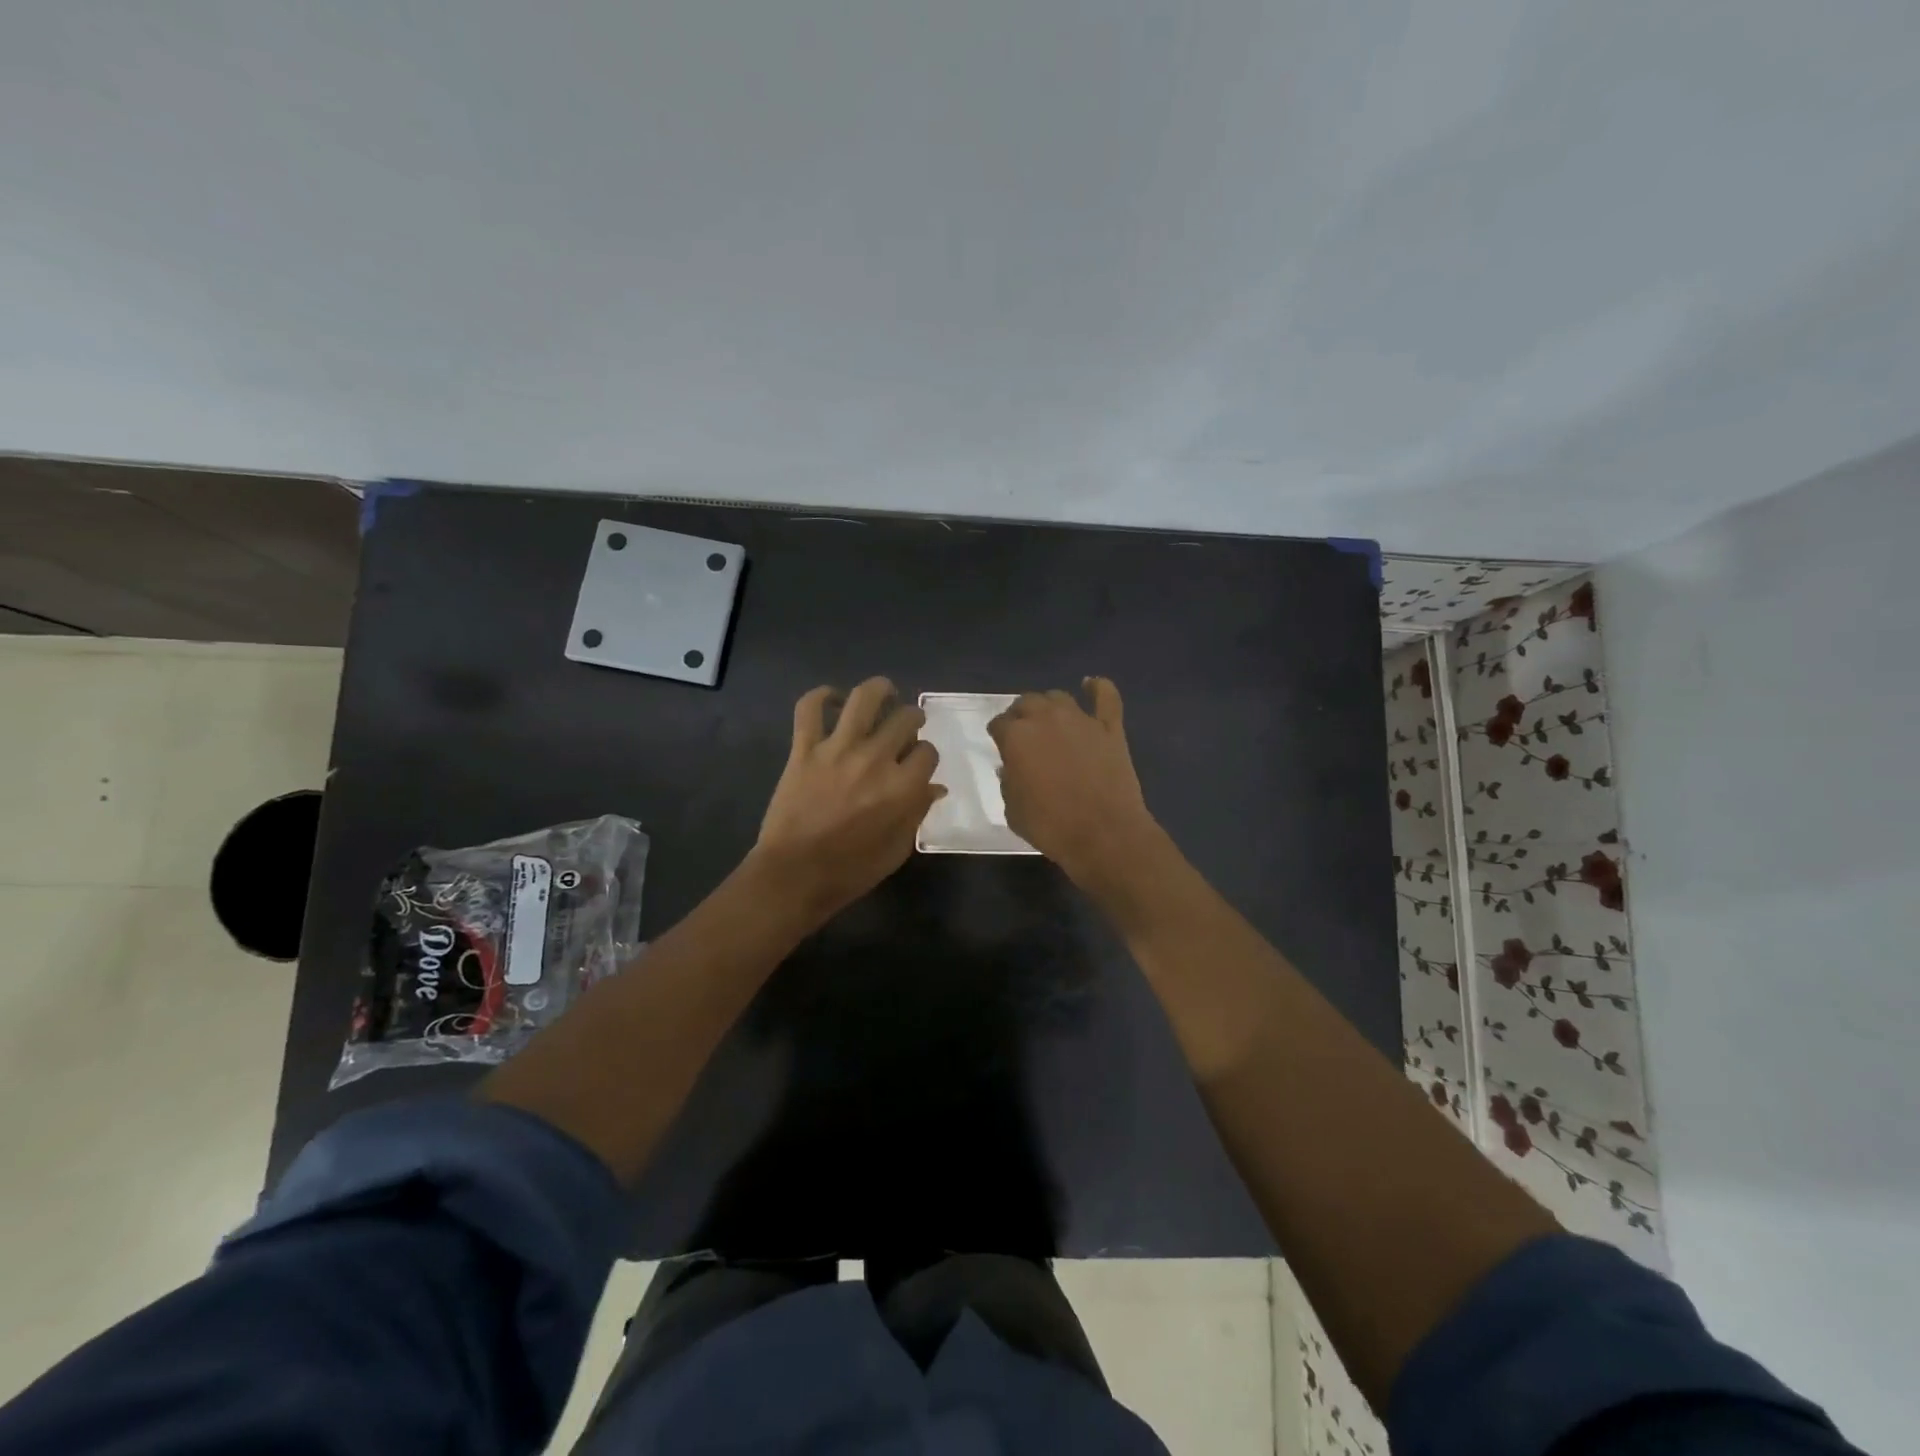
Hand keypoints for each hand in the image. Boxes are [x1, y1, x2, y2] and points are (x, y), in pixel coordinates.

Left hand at [751, 677, 944, 920]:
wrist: (794, 875)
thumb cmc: (851, 870)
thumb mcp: (897, 849)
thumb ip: (917, 812)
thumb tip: (934, 788)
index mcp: (902, 787)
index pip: (928, 752)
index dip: (926, 756)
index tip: (919, 763)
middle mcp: (875, 759)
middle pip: (904, 719)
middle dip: (912, 719)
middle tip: (907, 726)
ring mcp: (837, 749)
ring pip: (864, 699)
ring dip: (880, 689)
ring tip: (885, 692)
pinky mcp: (804, 749)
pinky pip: (810, 709)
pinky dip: (821, 696)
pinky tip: (833, 698)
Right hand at [989, 678, 1158, 887]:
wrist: (1104, 835)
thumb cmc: (1051, 827)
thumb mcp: (1013, 810)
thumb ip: (1009, 782)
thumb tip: (1013, 768)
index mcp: (1017, 737)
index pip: (999, 724)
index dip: (998, 734)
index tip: (1000, 744)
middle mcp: (1046, 719)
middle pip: (1027, 703)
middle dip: (1020, 715)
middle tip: (1022, 732)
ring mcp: (1081, 720)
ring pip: (1058, 697)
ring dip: (1049, 705)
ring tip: (1049, 718)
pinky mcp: (1110, 728)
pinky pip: (1106, 697)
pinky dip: (1098, 688)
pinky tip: (1091, 685)